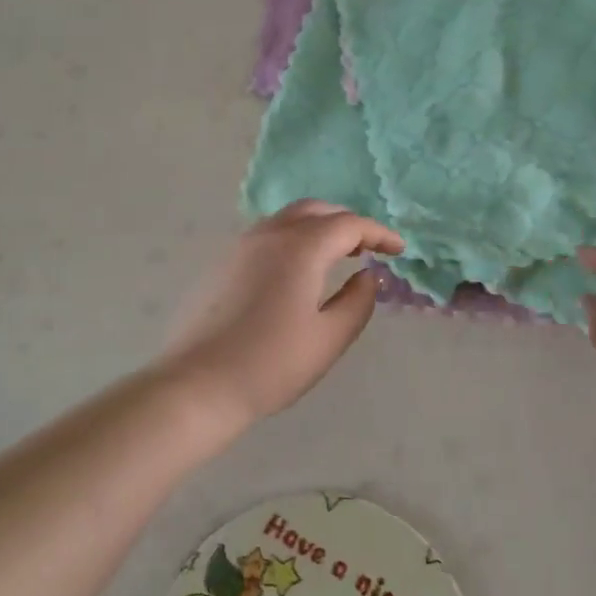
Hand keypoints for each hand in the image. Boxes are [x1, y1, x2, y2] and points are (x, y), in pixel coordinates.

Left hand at [160, 201, 404, 428]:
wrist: (197, 384)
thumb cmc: (271, 364)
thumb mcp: (329, 338)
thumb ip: (358, 302)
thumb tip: (368, 276)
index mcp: (300, 248)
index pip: (349, 225)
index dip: (379, 234)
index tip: (399, 250)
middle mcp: (269, 234)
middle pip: (316, 210)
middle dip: (347, 222)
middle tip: (369, 247)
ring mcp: (241, 246)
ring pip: (288, 218)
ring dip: (318, 227)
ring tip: (337, 255)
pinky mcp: (222, 263)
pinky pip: (267, 234)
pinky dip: (294, 238)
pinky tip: (298, 270)